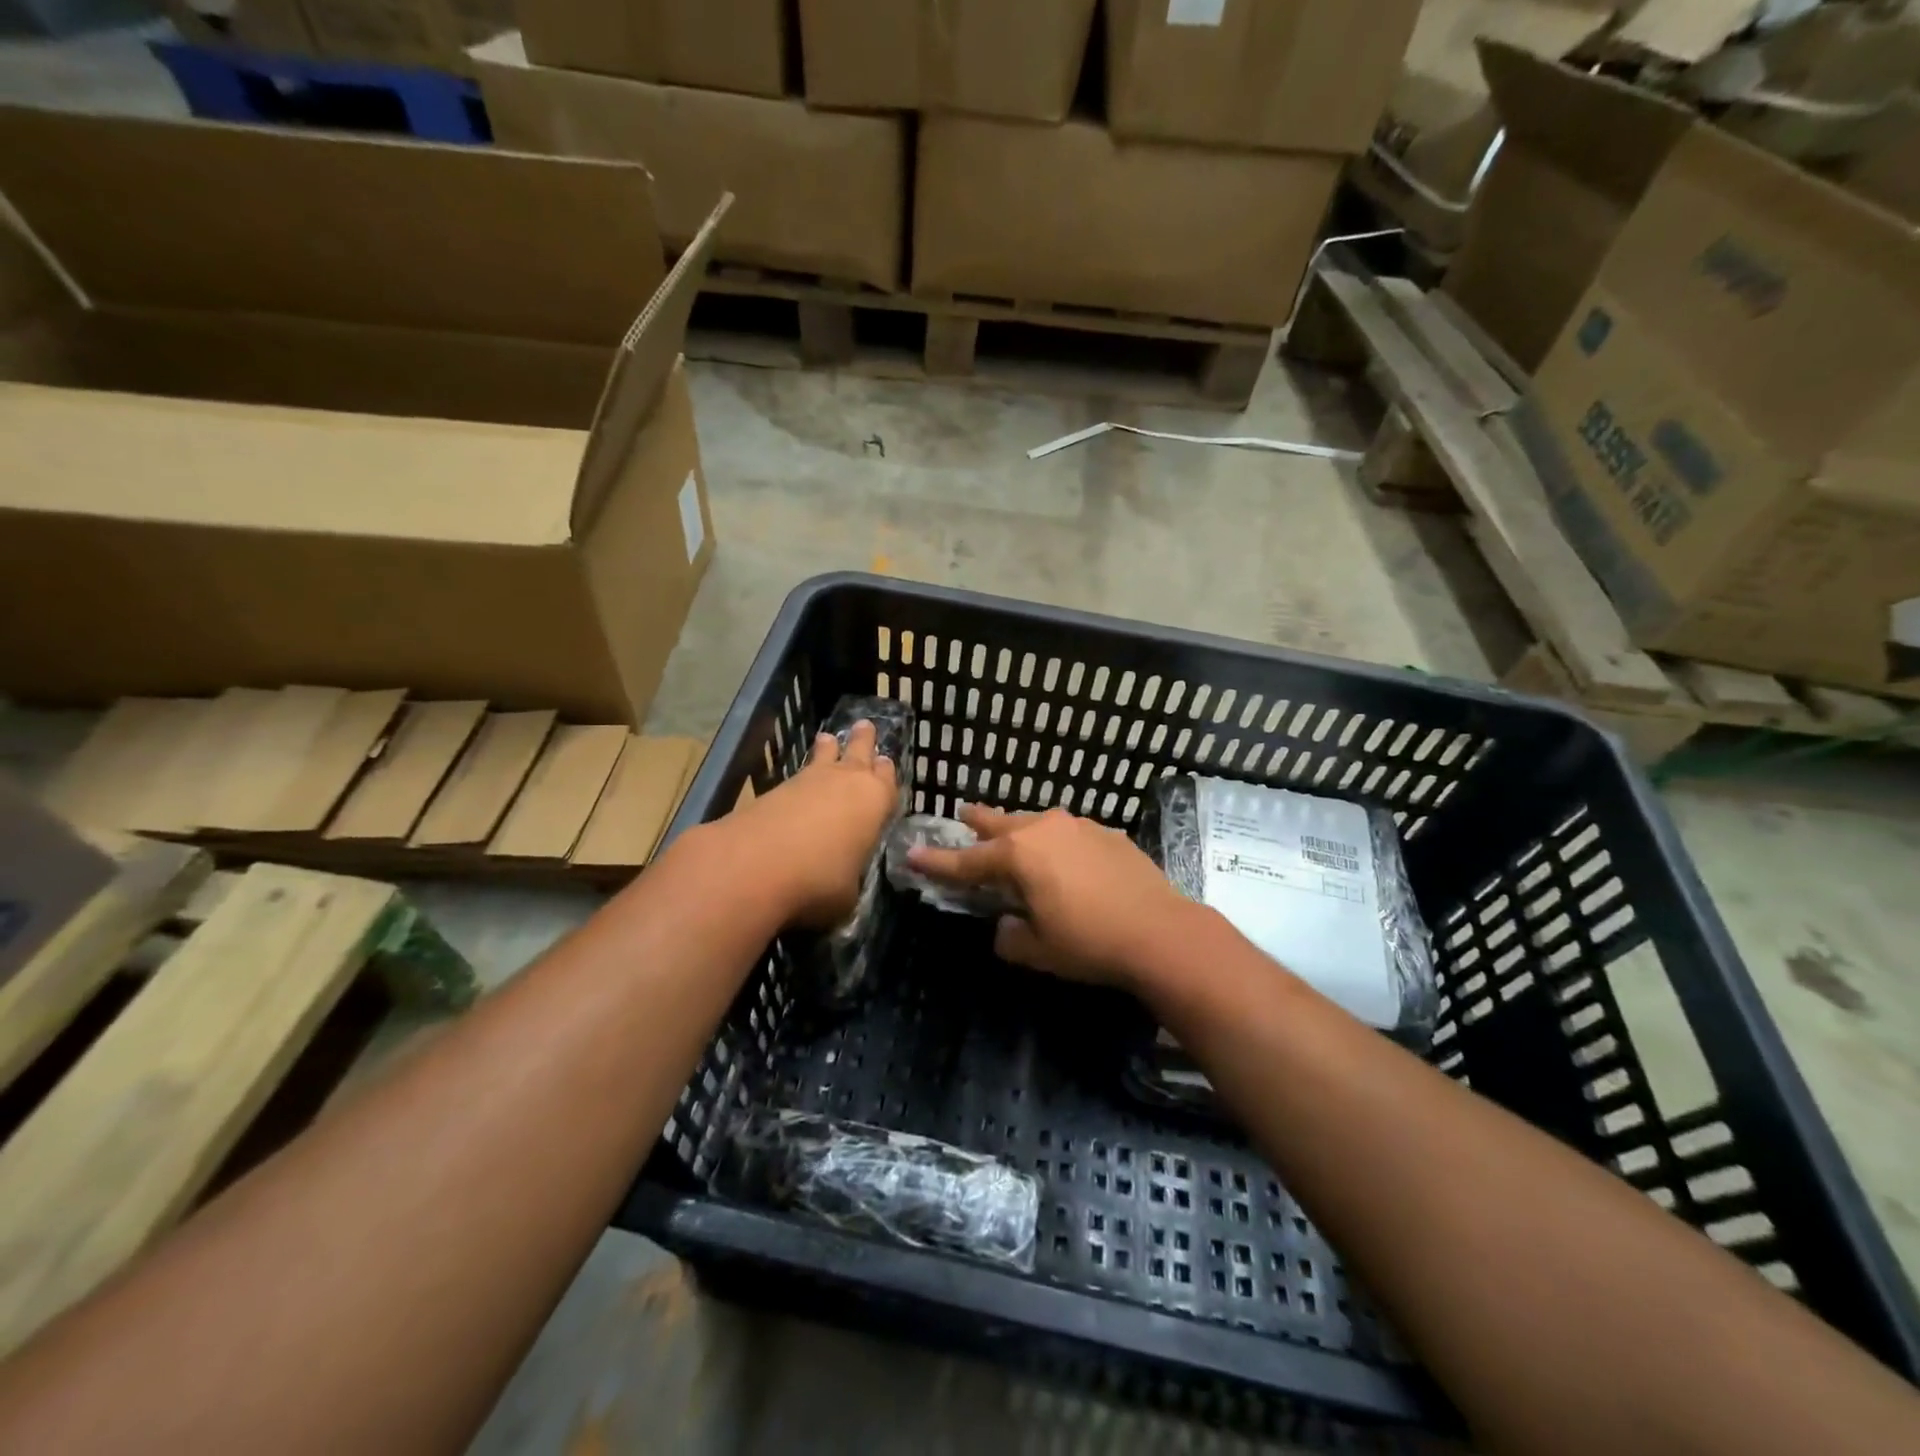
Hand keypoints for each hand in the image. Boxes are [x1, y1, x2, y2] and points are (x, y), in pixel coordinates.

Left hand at [729, 721, 897, 927]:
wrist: (755, 866)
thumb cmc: (819, 880)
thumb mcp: (848, 894)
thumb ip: (849, 879)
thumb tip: (840, 882)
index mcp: (874, 801)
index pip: (887, 780)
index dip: (886, 773)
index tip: (886, 762)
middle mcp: (845, 782)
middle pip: (858, 753)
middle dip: (863, 741)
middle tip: (865, 725)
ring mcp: (807, 782)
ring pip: (823, 758)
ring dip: (827, 750)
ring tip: (827, 738)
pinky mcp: (773, 790)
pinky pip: (796, 777)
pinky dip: (801, 779)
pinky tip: (798, 785)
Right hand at [906, 805, 1195, 987]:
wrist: (1160, 931)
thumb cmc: (1089, 942)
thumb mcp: (1038, 950)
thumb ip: (1010, 936)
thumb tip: (1006, 925)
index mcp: (1018, 855)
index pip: (966, 860)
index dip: (937, 861)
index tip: (912, 853)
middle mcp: (1043, 829)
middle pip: (999, 822)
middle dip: (977, 822)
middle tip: (962, 817)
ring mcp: (1078, 826)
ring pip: (1036, 822)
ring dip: (1018, 829)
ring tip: (1012, 835)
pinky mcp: (1106, 832)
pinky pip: (1067, 831)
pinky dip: (1054, 841)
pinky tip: (1063, 857)